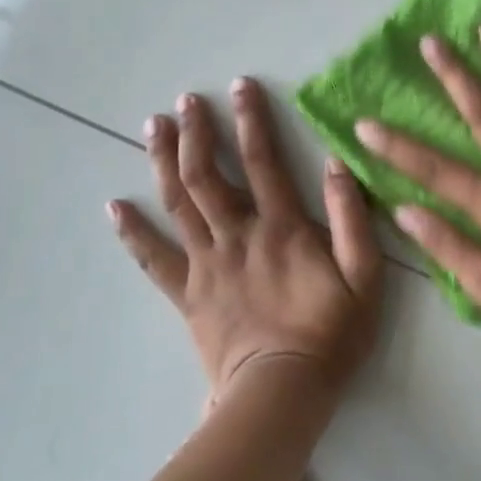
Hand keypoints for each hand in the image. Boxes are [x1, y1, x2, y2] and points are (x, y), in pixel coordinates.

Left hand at [110, 78, 382, 398]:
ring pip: (177, 204)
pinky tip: (114, 207)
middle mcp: (237, 235)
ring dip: (163, 161)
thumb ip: (352, 218)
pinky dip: (133, 231)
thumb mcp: (365, 275)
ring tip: (152, 127)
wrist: (282, 394)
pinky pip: (153, 258)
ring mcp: (206, 264)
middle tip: (185, 101)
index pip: (263, 160)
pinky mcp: (187, 294)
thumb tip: (337, 164)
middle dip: (196, 132)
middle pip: (207, 174)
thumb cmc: (331, 333)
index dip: (251, 119)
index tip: (240, 86)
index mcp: (282, 227)